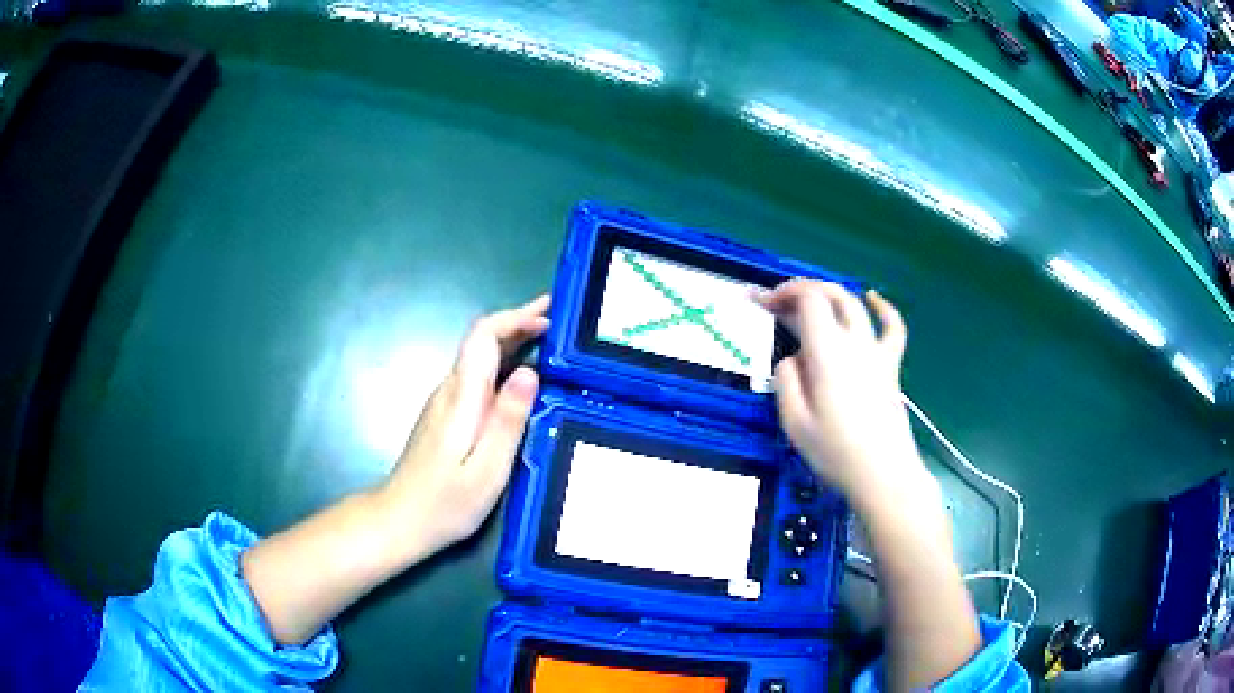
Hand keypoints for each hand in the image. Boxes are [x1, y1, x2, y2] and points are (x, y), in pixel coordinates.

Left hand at [376, 295, 549, 562]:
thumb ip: (508, 420)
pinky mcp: (445, 417)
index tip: (549, 314)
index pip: (483, 336)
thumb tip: (530, 371)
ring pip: (479, 358)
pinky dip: (503, 366)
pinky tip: (522, 379)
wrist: (399, 520)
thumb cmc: (445, 503)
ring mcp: (444, 403)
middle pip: (481, 341)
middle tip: (559, 323)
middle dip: (520, 324)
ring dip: (513, 343)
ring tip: (549, 343)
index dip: (516, 317)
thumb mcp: (487, 470)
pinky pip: (477, 377)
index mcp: (462, 397)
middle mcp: (450, 391)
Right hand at [756, 280, 928, 508]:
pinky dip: (883, 307)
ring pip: (855, 304)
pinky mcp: (891, 366)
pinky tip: (873, 297)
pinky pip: (892, 327)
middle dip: (801, 290)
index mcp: (827, 352)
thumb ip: (786, 381)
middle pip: (831, 294)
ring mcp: (877, 351)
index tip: (762, 304)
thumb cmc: (836, 452)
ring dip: (830, 294)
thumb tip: (792, 359)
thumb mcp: (795, 422)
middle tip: (778, 303)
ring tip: (809, 300)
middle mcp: (854, 342)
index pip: (808, 299)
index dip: (783, 292)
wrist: (883, 474)